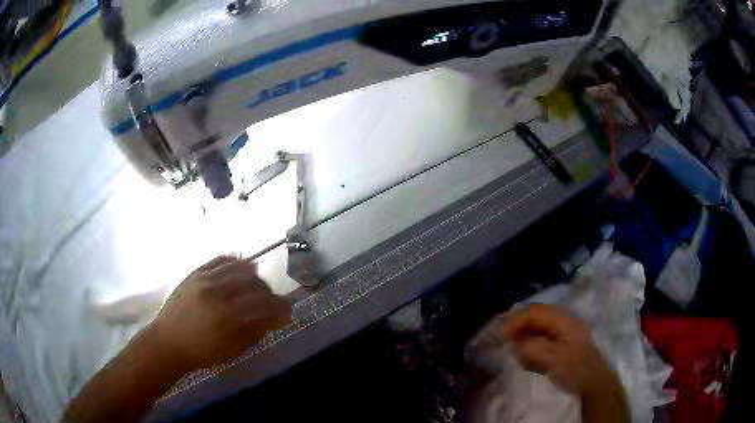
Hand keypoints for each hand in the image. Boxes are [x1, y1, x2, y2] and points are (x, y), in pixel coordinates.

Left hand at [149, 256, 291, 370]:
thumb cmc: (202, 352)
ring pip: (238, 266)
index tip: (288, 311)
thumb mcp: (233, 350)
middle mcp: (217, 291)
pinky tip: (241, 267)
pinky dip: (234, 261)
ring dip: (254, 275)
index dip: (279, 305)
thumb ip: (256, 331)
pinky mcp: (195, 273)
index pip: (262, 302)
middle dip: (268, 290)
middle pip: (253, 281)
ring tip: (257, 286)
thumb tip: (276, 318)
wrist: (168, 342)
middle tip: (271, 302)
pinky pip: (220, 259)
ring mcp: (204, 278)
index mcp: (227, 314)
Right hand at [500, 304, 613, 395]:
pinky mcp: (559, 346)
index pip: (535, 312)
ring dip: (524, 343)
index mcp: (564, 320)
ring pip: (535, 331)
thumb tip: (516, 344)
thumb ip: (535, 348)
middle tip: (506, 346)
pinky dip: (531, 351)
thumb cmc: (577, 368)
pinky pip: (539, 343)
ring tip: (521, 359)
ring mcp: (561, 334)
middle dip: (519, 331)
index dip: (517, 321)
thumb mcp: (556, 358)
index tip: (502, 335)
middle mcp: (562, 322)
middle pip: (534, 320)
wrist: (594, 384)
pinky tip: (529, 363)